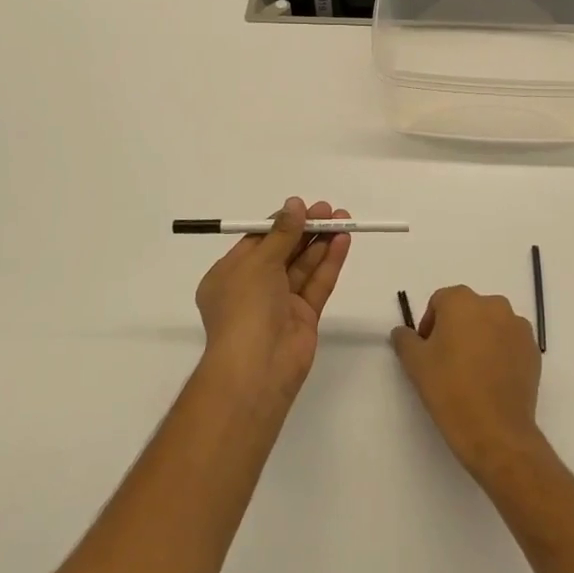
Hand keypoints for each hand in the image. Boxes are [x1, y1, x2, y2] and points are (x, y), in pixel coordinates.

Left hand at [194, 197, 350, 408]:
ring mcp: (279, 304)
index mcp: (229, 275)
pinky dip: (329, 263)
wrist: (257, 367)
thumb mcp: (258, 262)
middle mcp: (253, 288)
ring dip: (321, 243)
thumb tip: (294, 205)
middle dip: (306, 230)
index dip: (281, 223)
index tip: (303, 207)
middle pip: (284, 251)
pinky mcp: (303, 317)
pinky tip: (343, 241)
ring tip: (344, 220)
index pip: (257, 242)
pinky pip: (317, 284)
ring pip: (303, 267)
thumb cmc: (245, 308)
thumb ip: (281, 233)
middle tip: (330, 210)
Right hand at [392, 285, 544, 479]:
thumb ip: (404, 339)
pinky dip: (500, 353)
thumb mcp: (415, 363)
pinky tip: (491, 380)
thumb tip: (403, 332)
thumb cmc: (450, 390)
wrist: (496, 432)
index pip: (439, 302)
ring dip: (480, 339)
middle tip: (447, 361)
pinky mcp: (533, 350)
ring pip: (491, 325)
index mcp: (462, 301)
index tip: (427, 352)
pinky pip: (510, 342)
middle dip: (455, 329)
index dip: (429, 325)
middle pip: (467, 310)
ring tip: (471, 372)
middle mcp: (493, 305)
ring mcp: (518, 327)